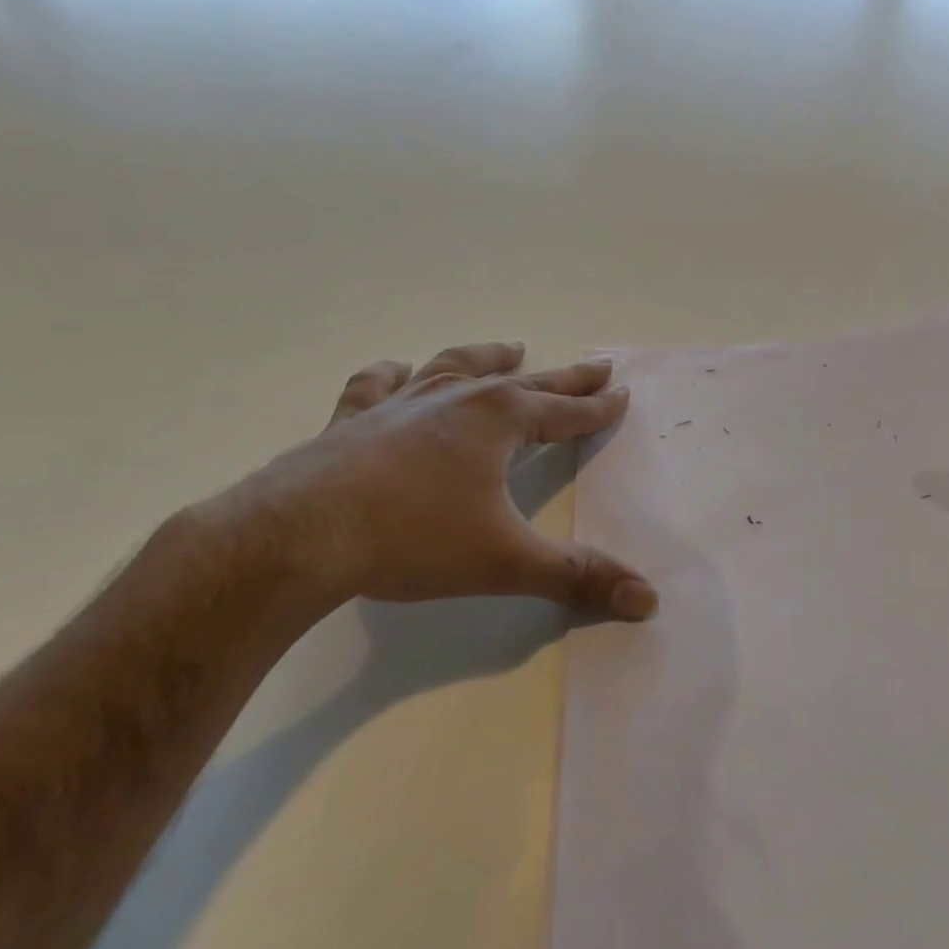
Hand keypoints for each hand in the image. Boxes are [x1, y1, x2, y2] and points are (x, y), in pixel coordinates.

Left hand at [217, 342, 656, 620]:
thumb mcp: (505, 562)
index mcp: (501, 421)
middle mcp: (459, 399)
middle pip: (527, 382)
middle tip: (597, 364)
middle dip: (567, 377)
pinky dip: (393, 374)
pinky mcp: (353, 418)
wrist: (300, 536)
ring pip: (457, 365)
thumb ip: (577, 578)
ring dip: (489, 356)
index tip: (622, 392)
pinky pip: (378, 383)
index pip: (566, 412)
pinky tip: (397, 369)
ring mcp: (403, 403)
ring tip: (512, 348)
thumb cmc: (414, 539)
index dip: (598, 407)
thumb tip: (648, 600)